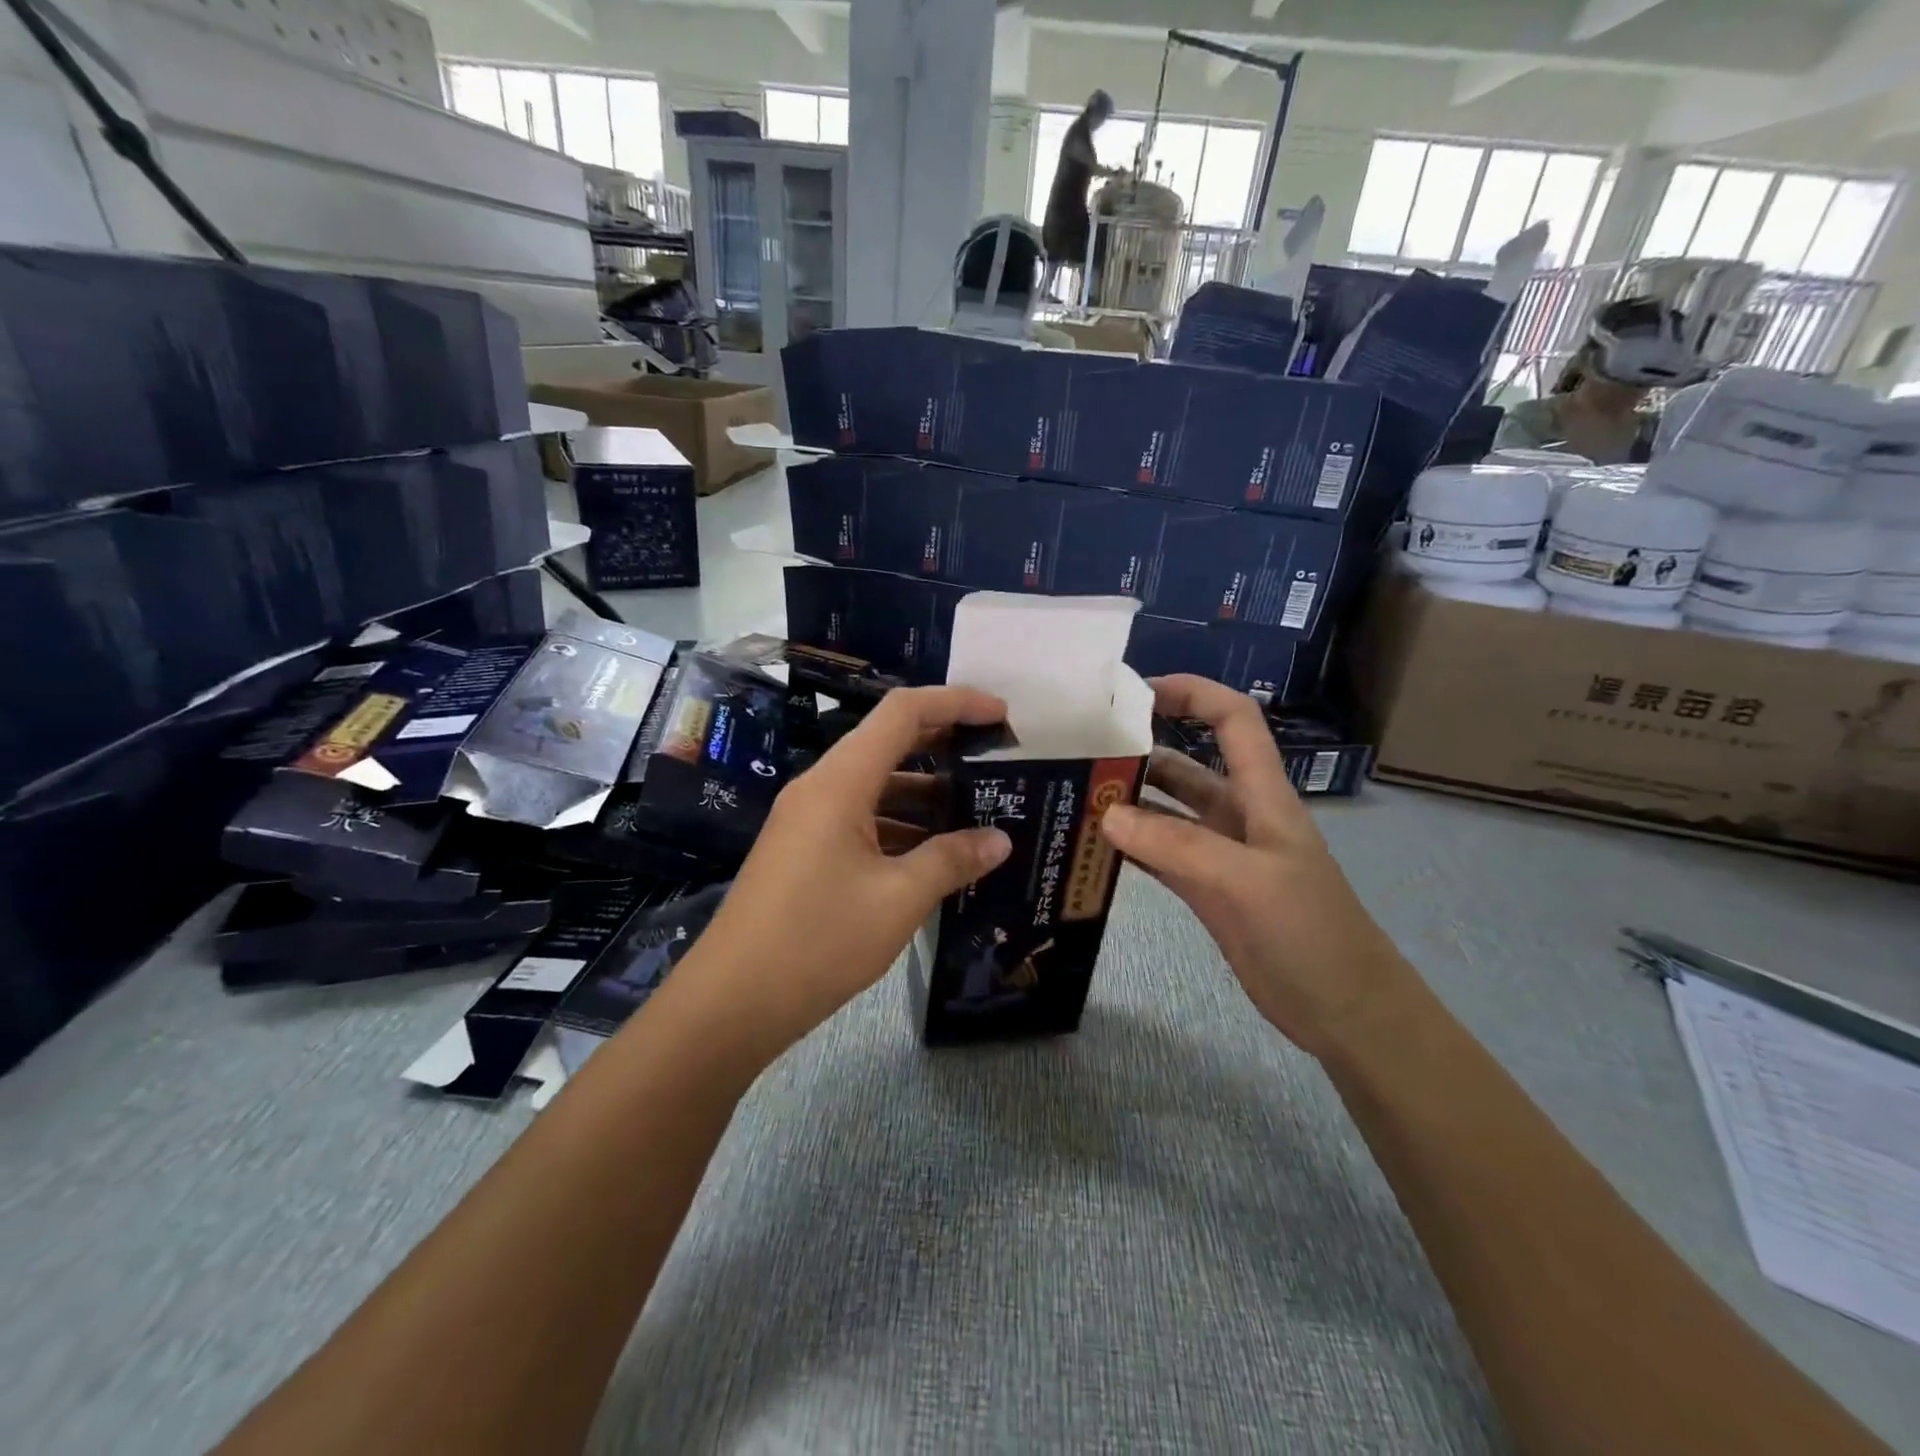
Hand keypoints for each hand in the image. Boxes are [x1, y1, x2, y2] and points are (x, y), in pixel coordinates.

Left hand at [673, 687, 1013, 1050]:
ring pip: (876, 785)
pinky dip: (901, 824)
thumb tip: (1001, 840)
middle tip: (996, 756)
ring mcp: (809, 820)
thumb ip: (952, 860)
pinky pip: (862, 818)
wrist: (733, 1001)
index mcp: (840, 783)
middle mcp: (821, 788)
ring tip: (978, 807)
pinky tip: (936, 852)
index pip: (902, 712)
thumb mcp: (898, 899)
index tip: (1001, 714)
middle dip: (944, 740)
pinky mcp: (806, 850)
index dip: (955, 701)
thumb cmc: (818, 940)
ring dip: (925, 790)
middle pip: (888, 742)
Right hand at [1098, 676, 1414, 1058]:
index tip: (1137, 691)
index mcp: (1263, 795)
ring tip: (1075, 796)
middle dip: (1141, 750)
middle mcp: (1239, 815)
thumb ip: (1176, 847)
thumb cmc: (1311, 933)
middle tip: (1081, 751)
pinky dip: (1130, 848)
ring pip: (1167, 813)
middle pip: (1187, 765)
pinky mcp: (1206, 890)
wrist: (1345, 1012)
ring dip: (1129, 802)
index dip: (1193, 692)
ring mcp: (1220, 855)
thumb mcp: (1247, 881)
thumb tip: (1107, 815)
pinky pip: (1160, 856)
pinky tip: (1093, 847)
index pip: (1233, 719)